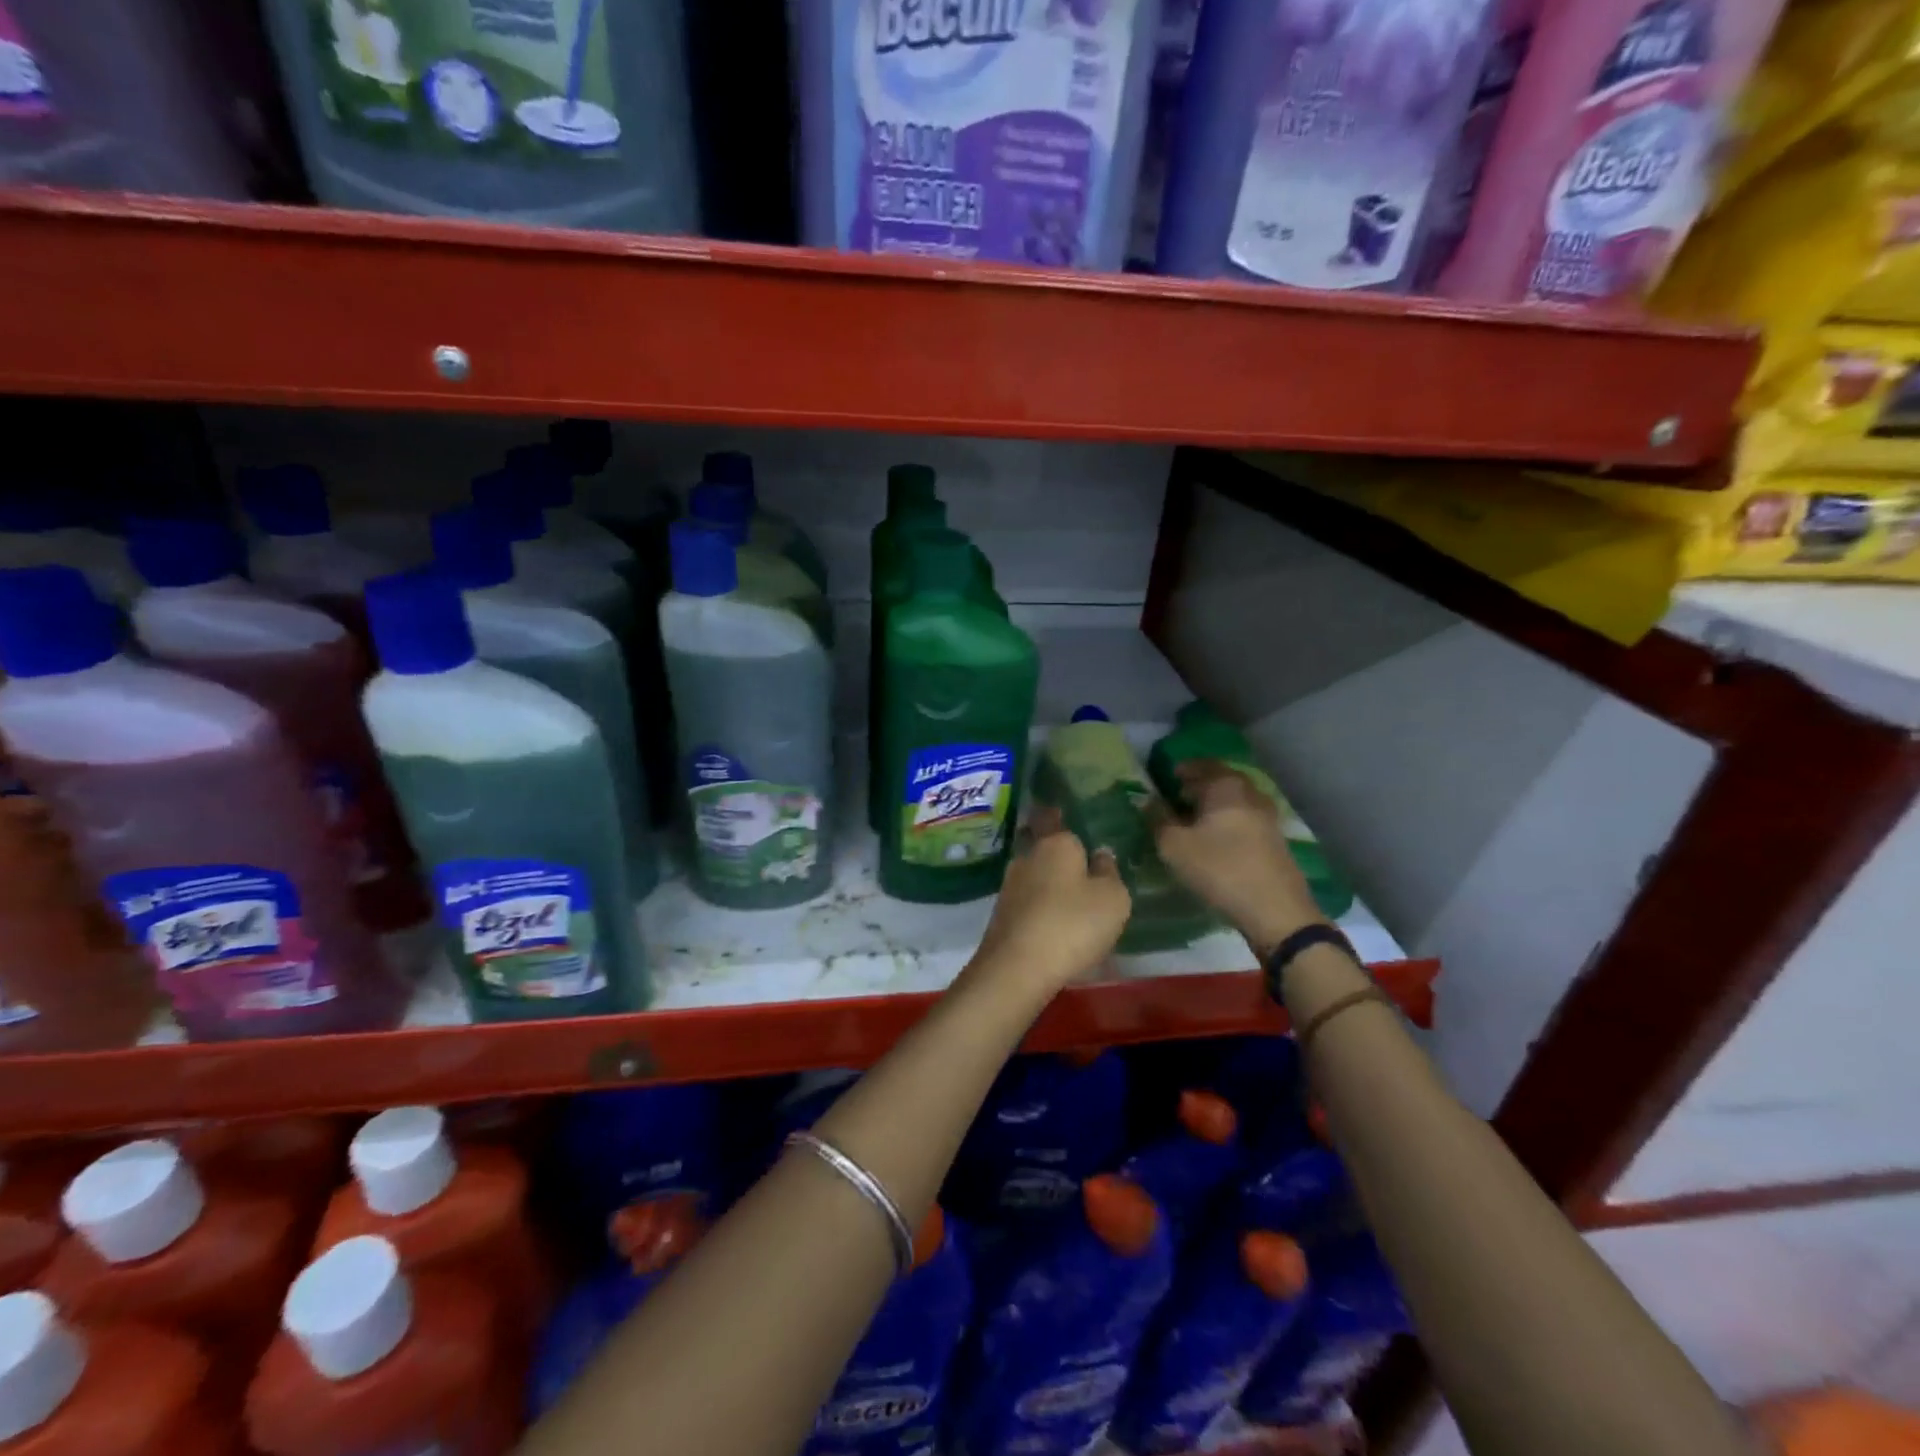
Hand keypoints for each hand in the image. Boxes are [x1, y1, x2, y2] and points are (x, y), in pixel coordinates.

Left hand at [964, 807, 1130, 1003]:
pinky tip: (1054, 920)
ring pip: (1034, 873)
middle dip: (1057, 852)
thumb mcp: (1113, 898)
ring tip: (1071, 896)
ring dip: (1048, 881)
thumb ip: (1110, 872)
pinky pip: (1027, 900)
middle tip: (1080, 862)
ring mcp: (1010, 885)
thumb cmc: (1073, 924)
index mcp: (1056, 843)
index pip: (1055, 817)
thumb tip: (1100, 854)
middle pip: (1043, 845)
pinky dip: (1040, 905)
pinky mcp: (1002, 914)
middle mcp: (1028, 856)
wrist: (1017, 968)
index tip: (1067, 814)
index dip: (1061, 815)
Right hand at [1154, 761, 1325, 959]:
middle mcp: (1250, 793)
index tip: (1165, 778)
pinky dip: (1228, 820)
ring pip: (1234, 800)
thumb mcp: (1174, 846)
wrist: (1276, 910)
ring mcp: (1267, 816)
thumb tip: (1148, 801)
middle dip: (1198, 786)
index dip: (1181, 769)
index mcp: (1226, 786)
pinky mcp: (1275, 840)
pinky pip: (1245, 818)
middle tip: (1177, 798)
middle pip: (1221, 780)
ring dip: (1214, 805)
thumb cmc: (1220, 869)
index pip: (1201, 765)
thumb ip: (1158, 819)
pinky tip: (1216, 839)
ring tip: (1193, 820)